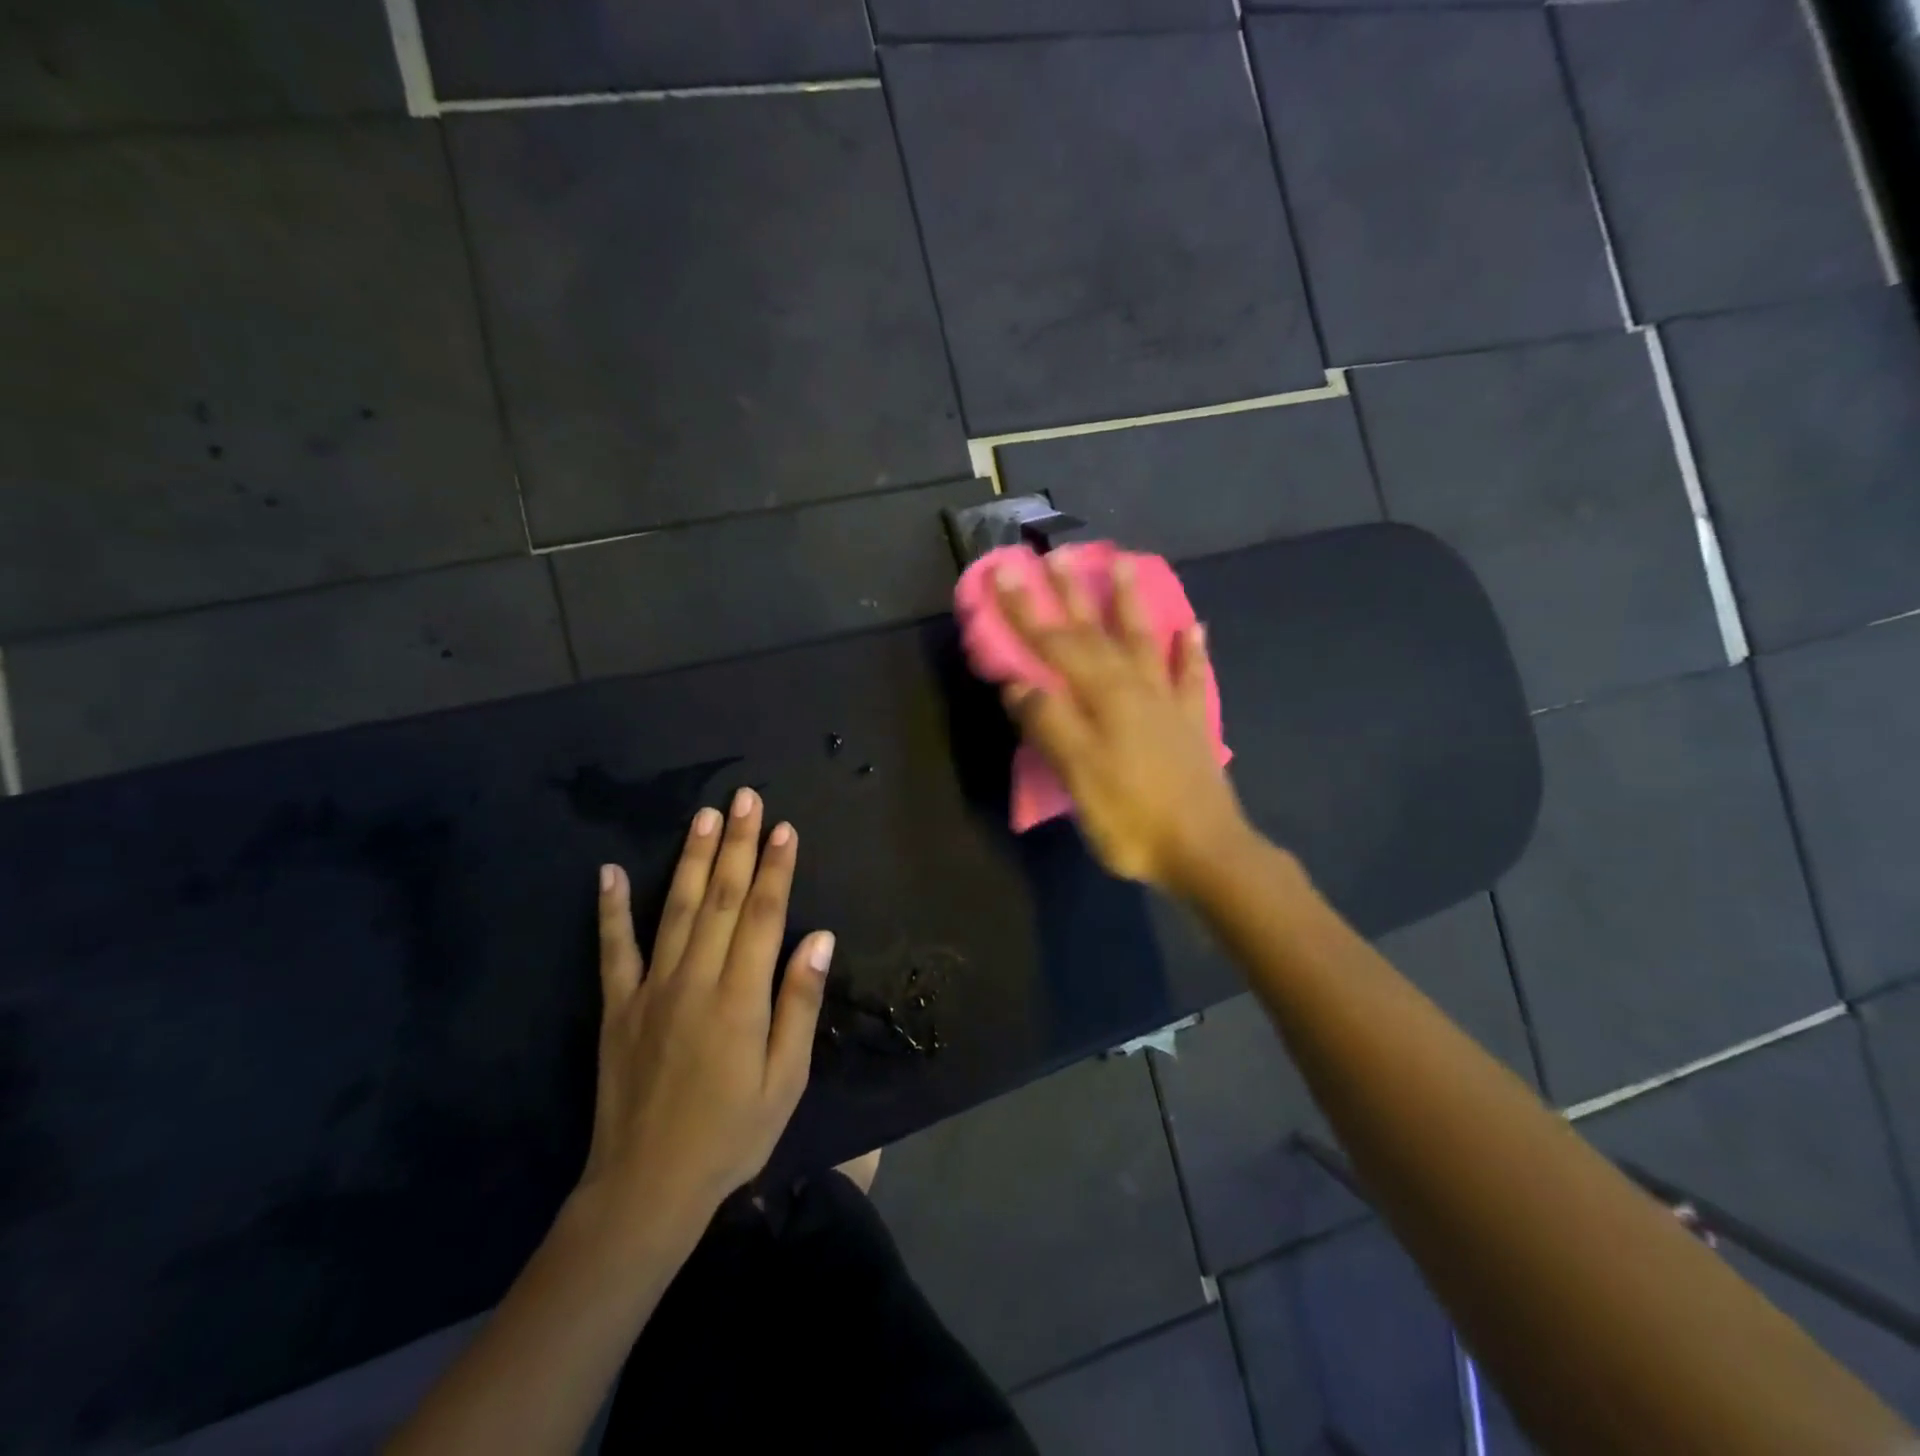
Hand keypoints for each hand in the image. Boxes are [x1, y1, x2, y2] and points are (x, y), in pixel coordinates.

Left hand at [581, 789, 834, 1234]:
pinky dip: (612, 909)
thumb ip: (799, 1004)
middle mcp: (695, 980)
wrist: (646, 1187)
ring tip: (704, 816)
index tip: (785, 828)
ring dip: (693, 859)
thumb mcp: (786, 1080)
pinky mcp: (617, 1007)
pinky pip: (613, 949)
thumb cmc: (732, 1135)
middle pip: (723, 899)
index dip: (776, 869)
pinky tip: (610, 872)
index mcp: (740, 998)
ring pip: (677, 909)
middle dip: (738, 844)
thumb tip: (820, 938)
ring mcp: (650, 990)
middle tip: (746, 799)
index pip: (764, 915)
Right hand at [996, 556, 1247, 890]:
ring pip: (1145, 640)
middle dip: (1070, 593)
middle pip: (1096, 631)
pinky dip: (1192, 650)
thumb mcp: (1077, 773)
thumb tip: (1018, 682)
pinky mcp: (1189, 722)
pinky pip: (1190, 675)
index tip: (1003, 572)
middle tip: (1055, 553)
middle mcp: (1134, 686)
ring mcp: (1166, 701)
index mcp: (1101, 696)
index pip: (1054, 644)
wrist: (1205, 851)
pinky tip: (1194, 628)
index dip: (1024, 610)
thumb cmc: (1132, 816)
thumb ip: (1048, 723)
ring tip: (1126, 563)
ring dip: (1131, 602)